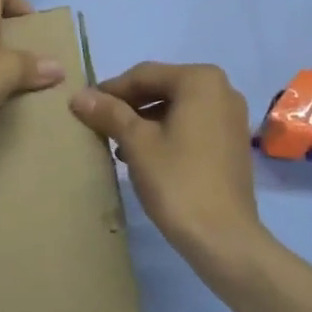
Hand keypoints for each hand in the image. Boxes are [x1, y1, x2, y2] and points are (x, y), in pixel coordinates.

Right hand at [69, 62, 267, 274]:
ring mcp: (231, 116)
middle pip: (163, 87)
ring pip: (177, 107)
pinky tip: (143, 155)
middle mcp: (222, 89)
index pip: (144, 74)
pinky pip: (192, 125)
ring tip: (116, 143)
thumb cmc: (177, 181)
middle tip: (98, 124)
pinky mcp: (232, 141)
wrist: (223, 236)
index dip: (110, 90)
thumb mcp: (137, 143)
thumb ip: (109, 113)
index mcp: (200, 80)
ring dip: (145, 121)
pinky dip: (166, 133)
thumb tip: (78, 95)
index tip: (83, 106)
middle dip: (128, 105)